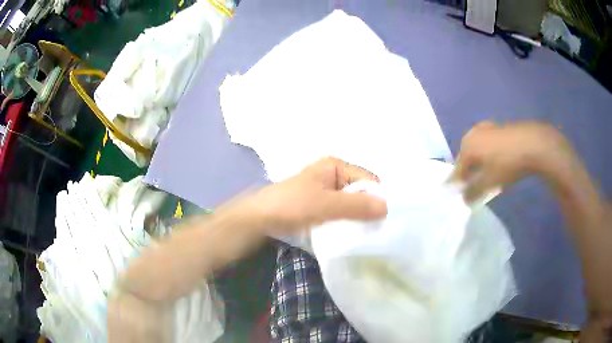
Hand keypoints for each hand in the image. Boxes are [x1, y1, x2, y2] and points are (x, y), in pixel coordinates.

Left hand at [236, 157, 387, 233]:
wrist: (259, 219)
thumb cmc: (291, 205)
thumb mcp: (325, 204)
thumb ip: (356, 206)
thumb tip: (387, 208)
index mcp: (336, 166)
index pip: (368, 179)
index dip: (378, 198)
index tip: (386, 220)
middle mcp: (333, 175)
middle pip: (361, 192)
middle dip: (369, 209)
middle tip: (379, 230)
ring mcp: (326, 191)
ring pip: (351, 204)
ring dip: (358, 218)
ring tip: (368, 235)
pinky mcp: (320, 206)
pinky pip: (341, 212)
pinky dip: (347, 222)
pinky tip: (352, 234)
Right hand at [450, 121, 574, 201]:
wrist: (531, 143)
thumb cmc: (506, 163)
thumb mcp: (489, 182)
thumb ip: (473, 192)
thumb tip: (464, 199)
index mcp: (467, 145)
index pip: (457, 169)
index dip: (456, 183)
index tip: (455, 194)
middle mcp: (473, 134)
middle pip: (466, 158)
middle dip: (467, 172)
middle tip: (470, 186)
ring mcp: (486, 129)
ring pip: (477, 150)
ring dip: (478, 164)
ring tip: (483, 176)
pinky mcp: (498, 127)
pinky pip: (487, 145)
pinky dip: (487, 155)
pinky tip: (496, 163)